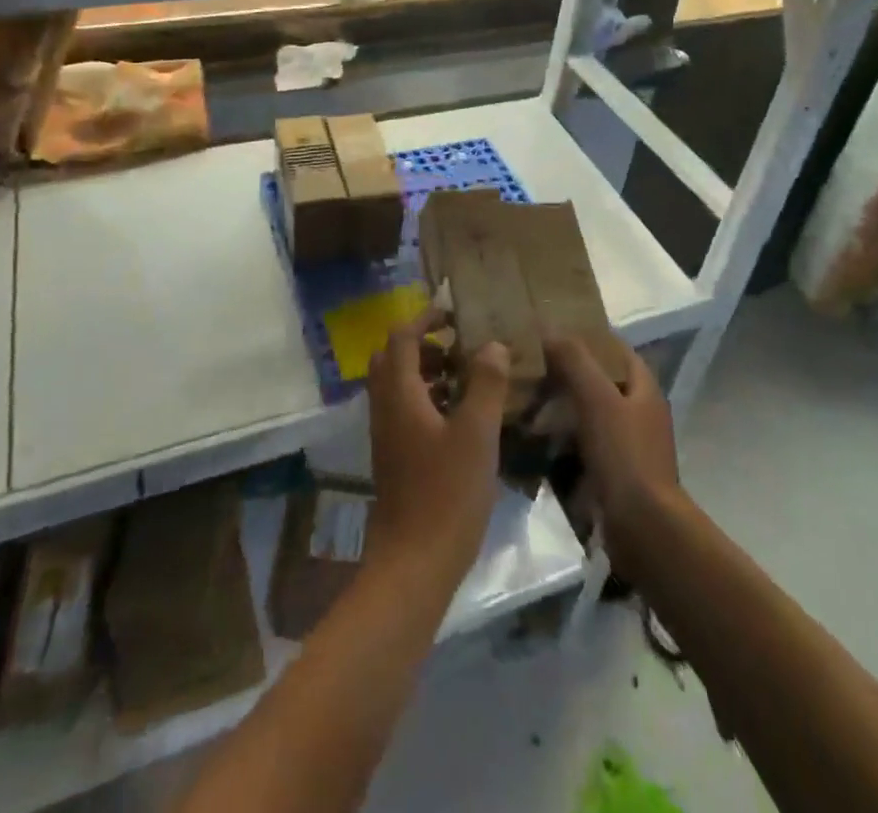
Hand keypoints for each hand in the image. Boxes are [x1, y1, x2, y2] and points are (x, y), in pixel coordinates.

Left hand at [365, 313, 508, 584]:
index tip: (454, 314)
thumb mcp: (477, 434)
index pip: (401, 337)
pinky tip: (459, 419)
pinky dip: (425, 398)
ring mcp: (386, 435)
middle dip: (422, 343)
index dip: (425, 318)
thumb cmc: (447, 494)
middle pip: (392, 358)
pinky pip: (403, 410)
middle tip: (457, 347)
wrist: (413, 564)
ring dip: (425, 371)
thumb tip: (492, 344)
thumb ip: (485, 384)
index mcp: (400, 394)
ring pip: (397, 385)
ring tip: (465, 379)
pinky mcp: (393, 458)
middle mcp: (385, 408)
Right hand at [545, 338, 680, 577]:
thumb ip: (575, 360)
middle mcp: (638, 412)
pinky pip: (581, 446)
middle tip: (527, 365)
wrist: (644, 530)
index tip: (550, 330)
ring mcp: (627, 446)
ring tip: (522, 399)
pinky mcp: (612, 474)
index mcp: (643, 388)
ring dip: (559, 407)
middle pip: (599, 381)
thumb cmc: (625, 456)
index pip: (614, 348)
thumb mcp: (598, 399)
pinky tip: (532, 439)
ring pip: (587, 414)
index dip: (586, 336)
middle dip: (566, 373)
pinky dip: (560, 440)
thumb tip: (548, 326)